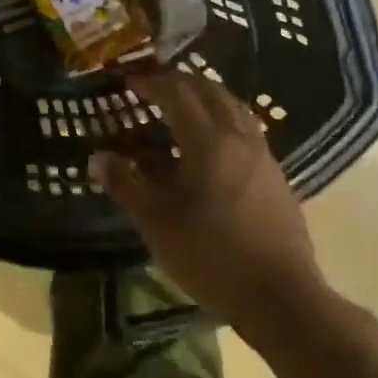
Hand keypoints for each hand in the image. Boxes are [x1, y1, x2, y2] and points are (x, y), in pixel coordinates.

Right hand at [93, 68, 326, 341]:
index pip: (178, 93)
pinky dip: (224, 117)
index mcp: (208, 142)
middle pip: (210, 91)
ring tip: (182, 105)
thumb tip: (98, 157)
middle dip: (180, 81)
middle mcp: (239, 138)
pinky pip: (246, 128)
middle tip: (153, 86)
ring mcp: (263, 155)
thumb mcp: (156, 223)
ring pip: (233, 107)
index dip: (151, 82)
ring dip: (206, 96)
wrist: (279, 296)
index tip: (128, 81)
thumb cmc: (211, 256)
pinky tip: (212, 142)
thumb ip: (125, 185)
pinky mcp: (276, 175)